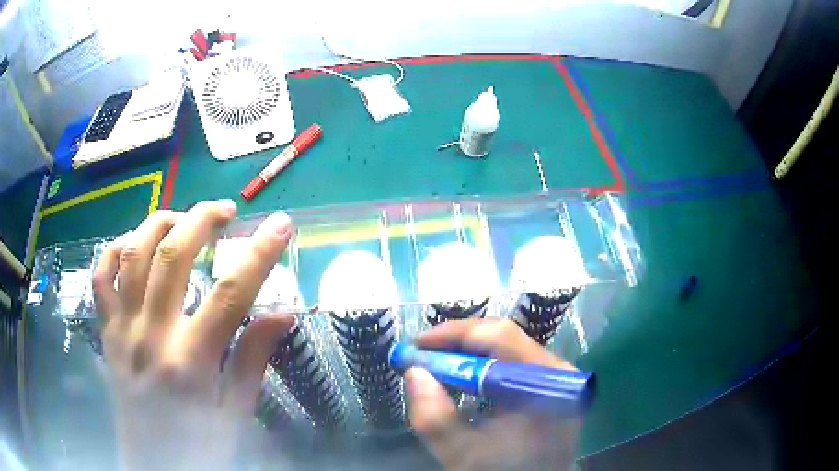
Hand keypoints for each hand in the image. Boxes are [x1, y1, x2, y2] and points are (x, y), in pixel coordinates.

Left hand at [92, 200, 294, 469]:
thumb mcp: (235, 415)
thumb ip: (252, 361)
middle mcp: (152, 335)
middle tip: (225, 210)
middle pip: (174, 256)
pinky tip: (134, 242)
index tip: (282, 223)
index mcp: (191, 362)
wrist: (152, 467)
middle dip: (202, 219)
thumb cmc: (199, 448)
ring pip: (133, 253)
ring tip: (182, 216)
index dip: (260, 253)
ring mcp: (122, 329)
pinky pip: (102, 277)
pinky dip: (115, 248)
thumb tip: (282, 315)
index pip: (231, 294)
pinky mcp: (106, 332)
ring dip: (160, 223)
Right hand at [406, 319, 579, 470]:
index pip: (500, 338)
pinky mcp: (550, 387)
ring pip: (508, 349)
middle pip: (505, 339)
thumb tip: (414, 372)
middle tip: (421, 355)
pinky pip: (513, 364)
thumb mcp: (463, 454)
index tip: (416, 345)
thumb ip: (434, 417)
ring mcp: (556, 378)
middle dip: (458, 344)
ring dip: (468, 355)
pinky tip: (462, 380)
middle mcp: (557, 371)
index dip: (454, 335)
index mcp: (545, 383)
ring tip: (436, 364)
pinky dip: (483, 368)